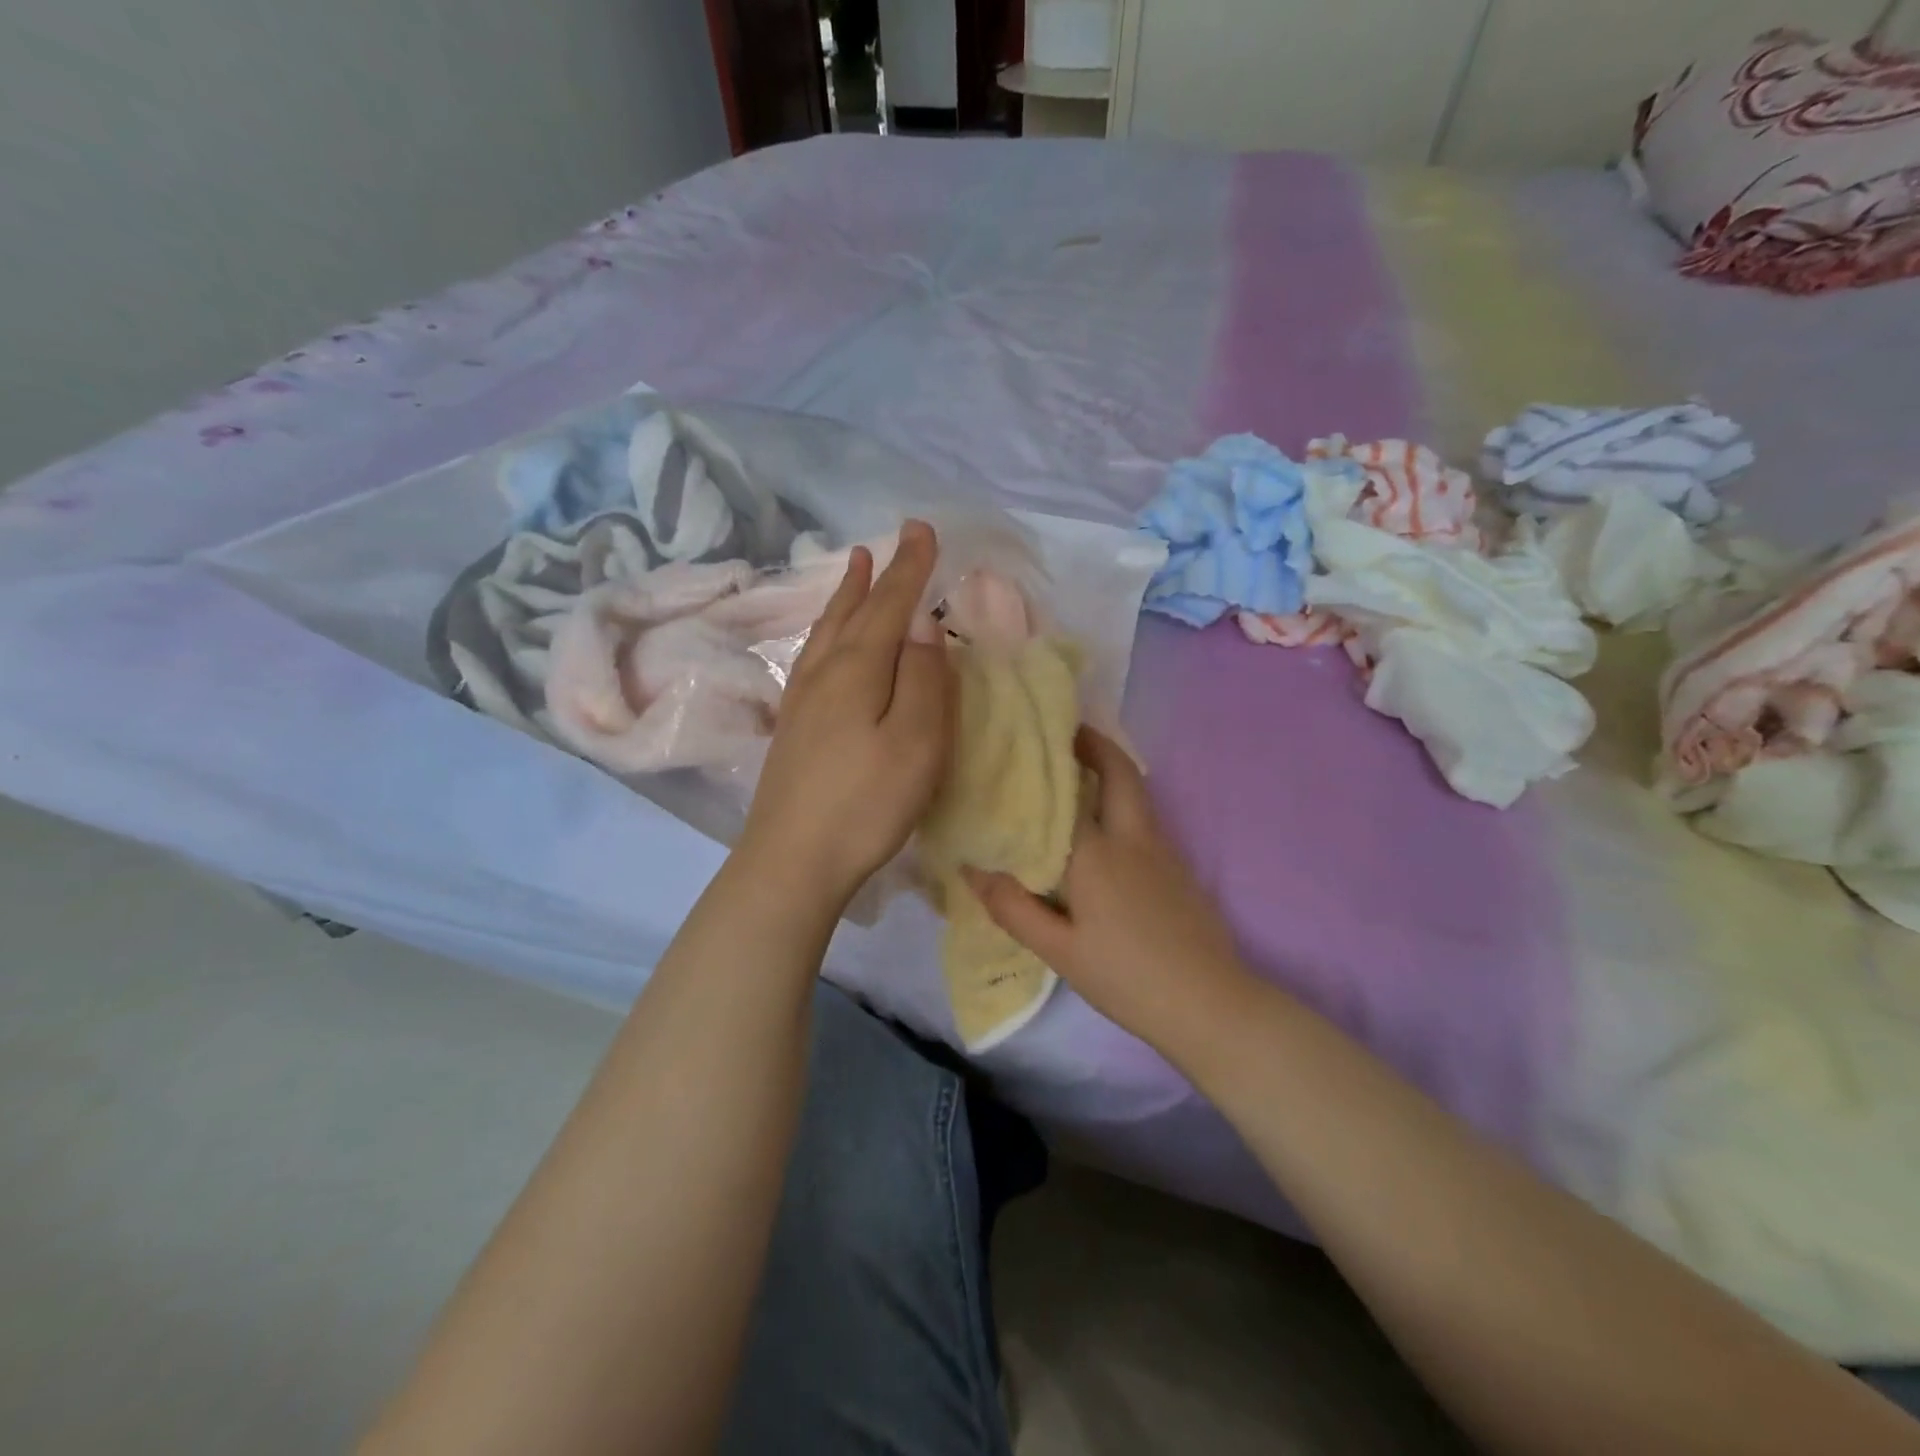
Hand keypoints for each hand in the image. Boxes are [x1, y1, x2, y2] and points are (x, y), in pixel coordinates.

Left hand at [740, 521, 955, 909]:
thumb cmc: (866, 803)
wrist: (792, 859)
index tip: (923, 530)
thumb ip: (924, 680)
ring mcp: (802, 700)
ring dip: (845, 595)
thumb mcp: (916, 743)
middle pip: (853, 611)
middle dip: (878, 574)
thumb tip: (923, 625)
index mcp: (858, 670)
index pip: (889, 606)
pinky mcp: (793, 726)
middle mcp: (824, 673)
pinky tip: (826, 640)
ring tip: (853, 566)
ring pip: (827, 630)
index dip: (910, 569)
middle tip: (892, 539)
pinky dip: (827, 630)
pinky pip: (814, 655)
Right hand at [963, 728, 1251, 1056]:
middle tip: (1067, 735)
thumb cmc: (1125, 978)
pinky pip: (1146, 818)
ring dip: (1111, 772)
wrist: (1209, 1004)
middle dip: (1096, 745)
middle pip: (1120, 772)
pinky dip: (1123, 803)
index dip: (1047, 765)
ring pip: (1137, 793)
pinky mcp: (1180, 868)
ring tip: (1076, 775)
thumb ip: (1013, 907)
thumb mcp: (1059, 951)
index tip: (1027, 741)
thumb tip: (971, 870)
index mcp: (1097, 853)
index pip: (1065, 793)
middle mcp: (1133, 837)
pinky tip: (1105, 831)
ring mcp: (1164, 850)